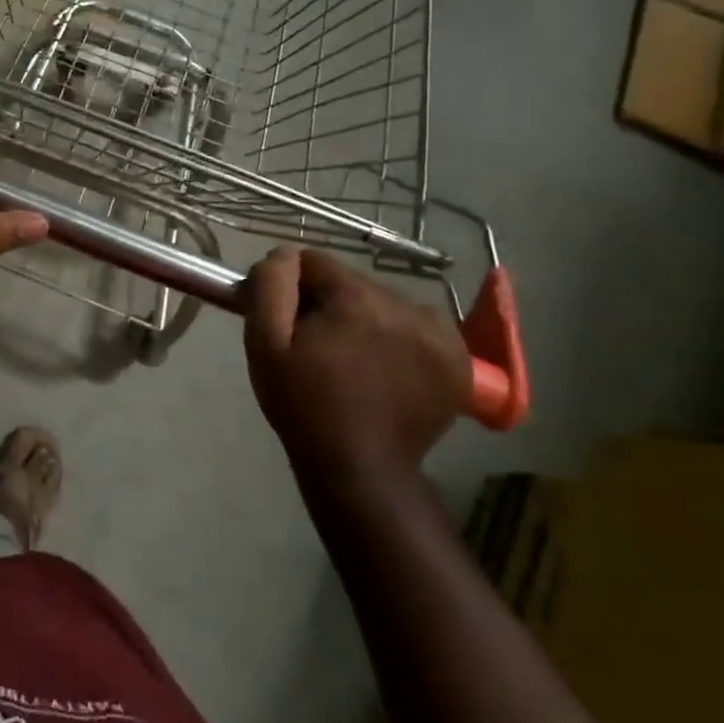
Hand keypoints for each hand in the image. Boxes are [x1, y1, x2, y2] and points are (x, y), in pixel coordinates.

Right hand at [244, 247, 469, 500]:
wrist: (359, 468)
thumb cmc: (303, 403)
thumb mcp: (265, 343)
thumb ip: (271, 286)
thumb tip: (285, 254)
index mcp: (356, 299)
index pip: (315, 262)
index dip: (293, 286)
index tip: (288, 319)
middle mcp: (404, 305)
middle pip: (352, 282)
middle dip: (331, 303)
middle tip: (317, 344)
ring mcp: (439, 333)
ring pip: (386, 301)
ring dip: (366, 317)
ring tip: (353, 358)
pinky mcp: (458, 358)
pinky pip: (421, 323)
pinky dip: (403, 335)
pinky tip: (389, 363)